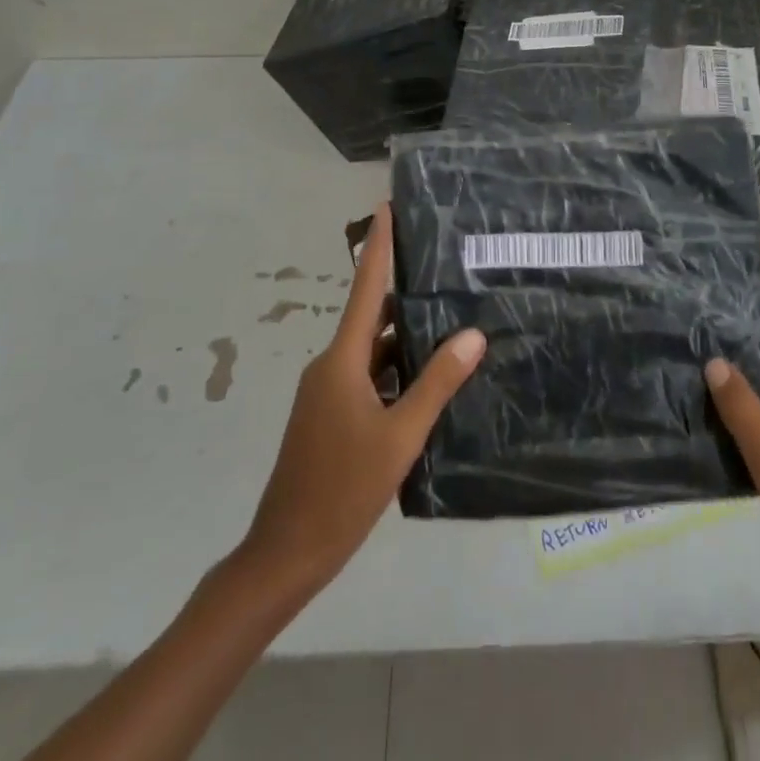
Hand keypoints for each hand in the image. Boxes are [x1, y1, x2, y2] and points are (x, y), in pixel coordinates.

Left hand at [240, 203, 485, 592]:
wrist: (286, 553)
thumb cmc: (342, 489)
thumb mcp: (400, 436)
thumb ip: (437, 383)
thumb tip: (473, 334)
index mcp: (342, 360)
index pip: (366, 287)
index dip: (378, 245)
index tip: (386, 207)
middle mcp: (332, 365)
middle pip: (372, 315)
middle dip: (406, 291)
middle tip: (447, 269)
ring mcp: (328, 393)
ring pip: (373, 350)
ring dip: (406, 337)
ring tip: (451, 320)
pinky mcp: (331, 416)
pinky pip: (368, 377)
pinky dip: (396, 369)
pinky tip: (429, 379)